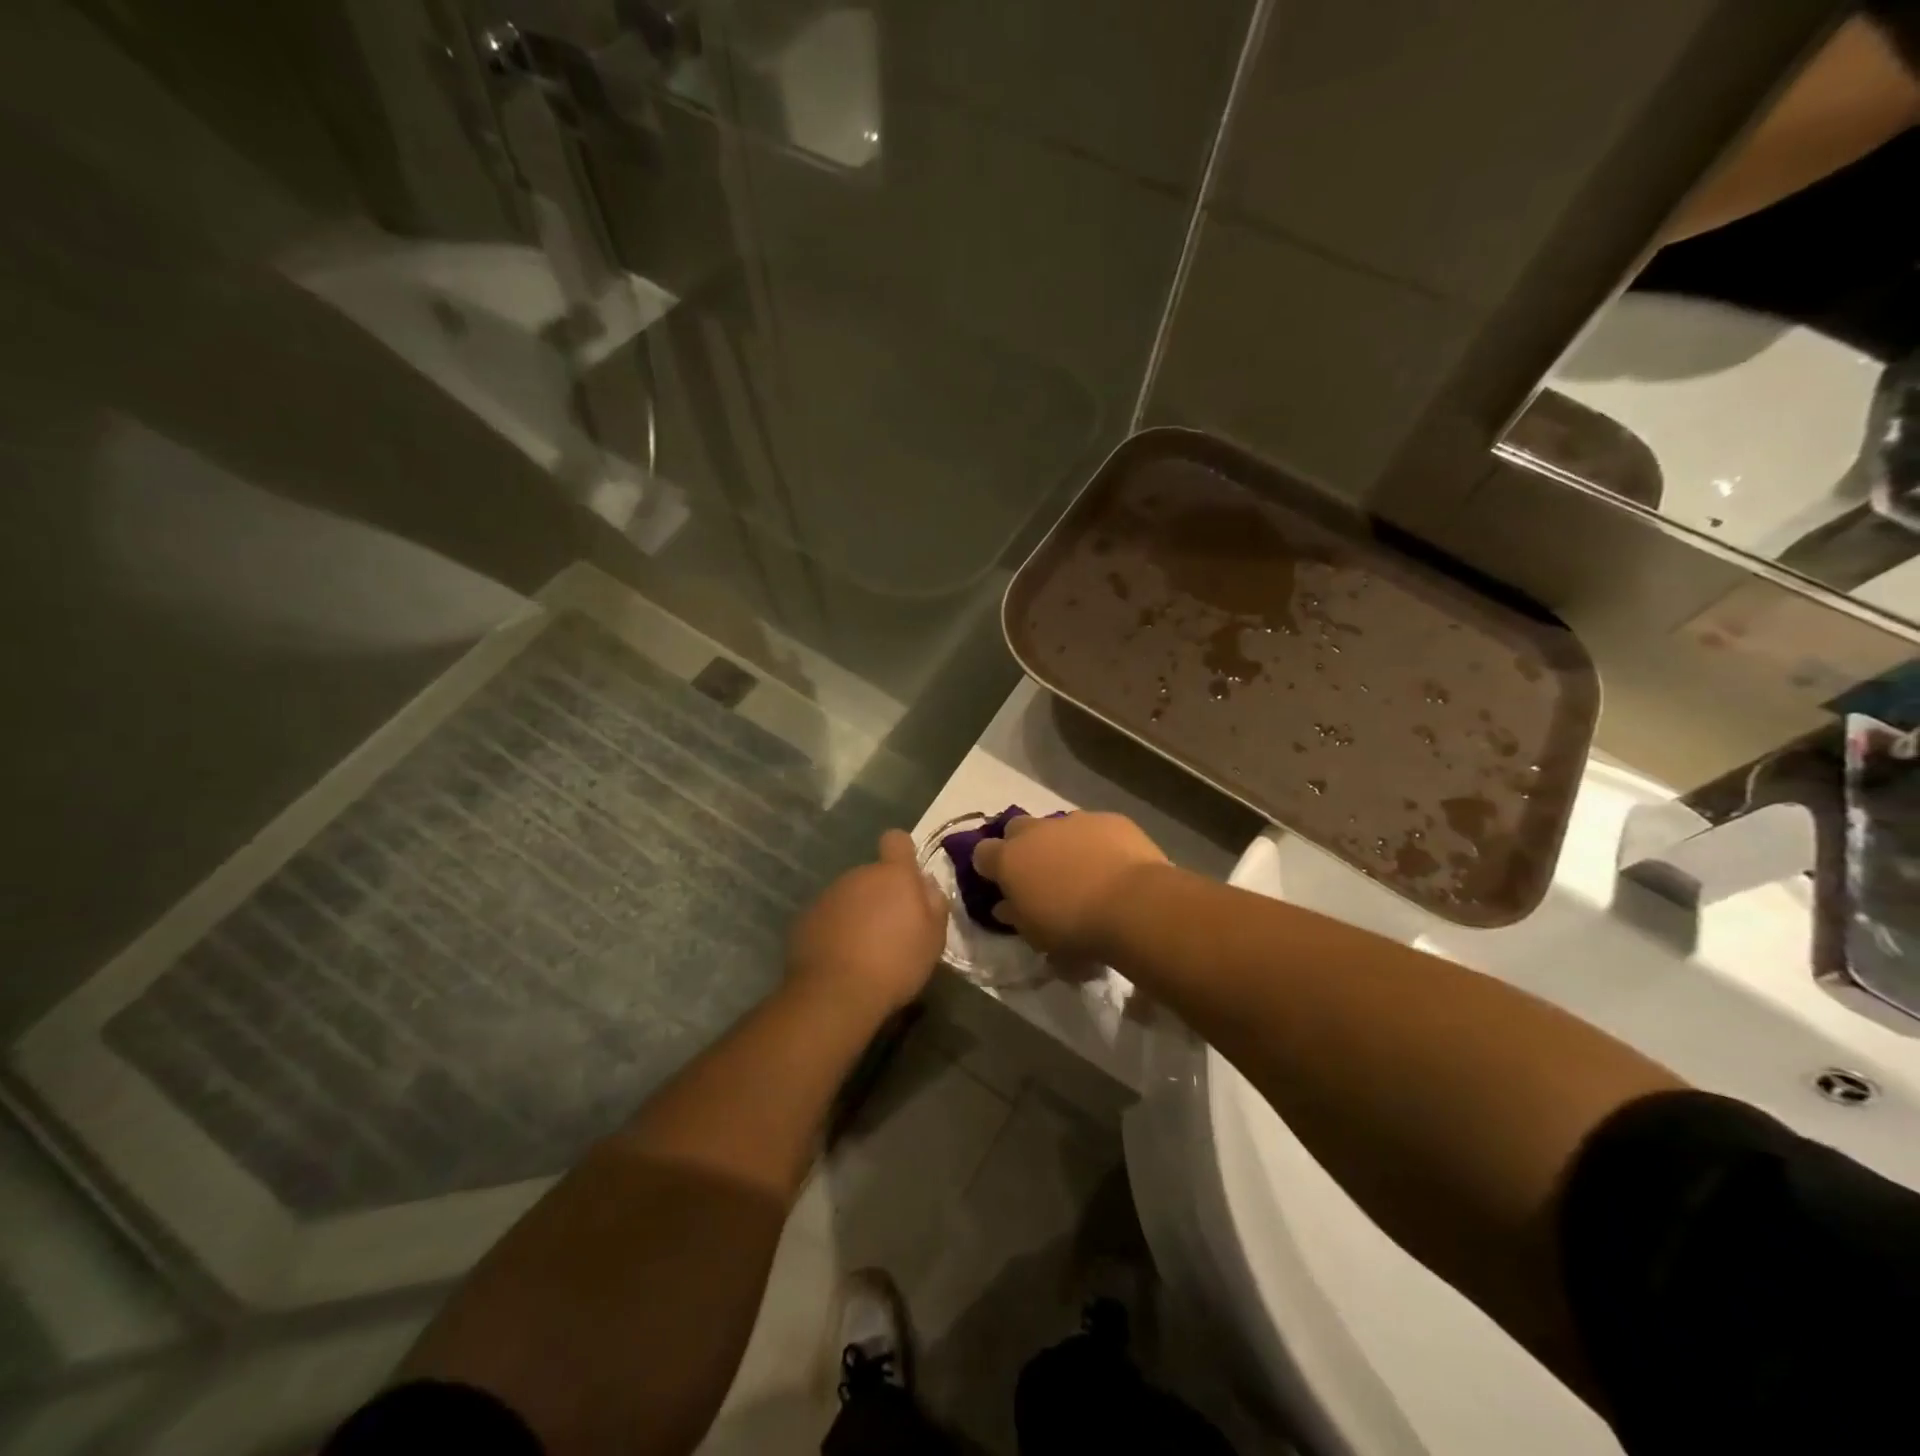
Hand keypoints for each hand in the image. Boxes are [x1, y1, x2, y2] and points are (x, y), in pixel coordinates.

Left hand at [786, 830, 948, 1018]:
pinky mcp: (805, 918)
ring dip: (858, 913)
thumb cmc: (895, 963)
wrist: (835, 993)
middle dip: (881, 895)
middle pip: (873, 875)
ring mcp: (828, 895)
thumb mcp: (933, 938)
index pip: (896, 840)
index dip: (902, 853)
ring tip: (864, 950)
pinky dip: (835, 931)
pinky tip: (841, 959)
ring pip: (850, 896)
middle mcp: (858, 875)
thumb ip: (933, 903)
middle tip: (891, 930)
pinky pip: (828, 917)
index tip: (907, 878)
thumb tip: (925, 884)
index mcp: (893, 875)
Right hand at [970, 812, 1167, 958]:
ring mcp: (1074, 820)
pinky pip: (1094, 827)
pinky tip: (1113, 864)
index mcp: (1010, 859)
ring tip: (1081, 870)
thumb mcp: (1036, 934)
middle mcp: (1036, 831)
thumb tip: (1003, 906)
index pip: (982, 853)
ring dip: (1061, 843)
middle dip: (1022, 845)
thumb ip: (1015, 915)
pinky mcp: (1108, 819)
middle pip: (1016, 829)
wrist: (1134, 904)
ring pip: (1058, 826)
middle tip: (1039, 872)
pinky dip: (1096, 842)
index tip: (1000, 883)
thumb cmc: (1074, 926)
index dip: (989, 867)